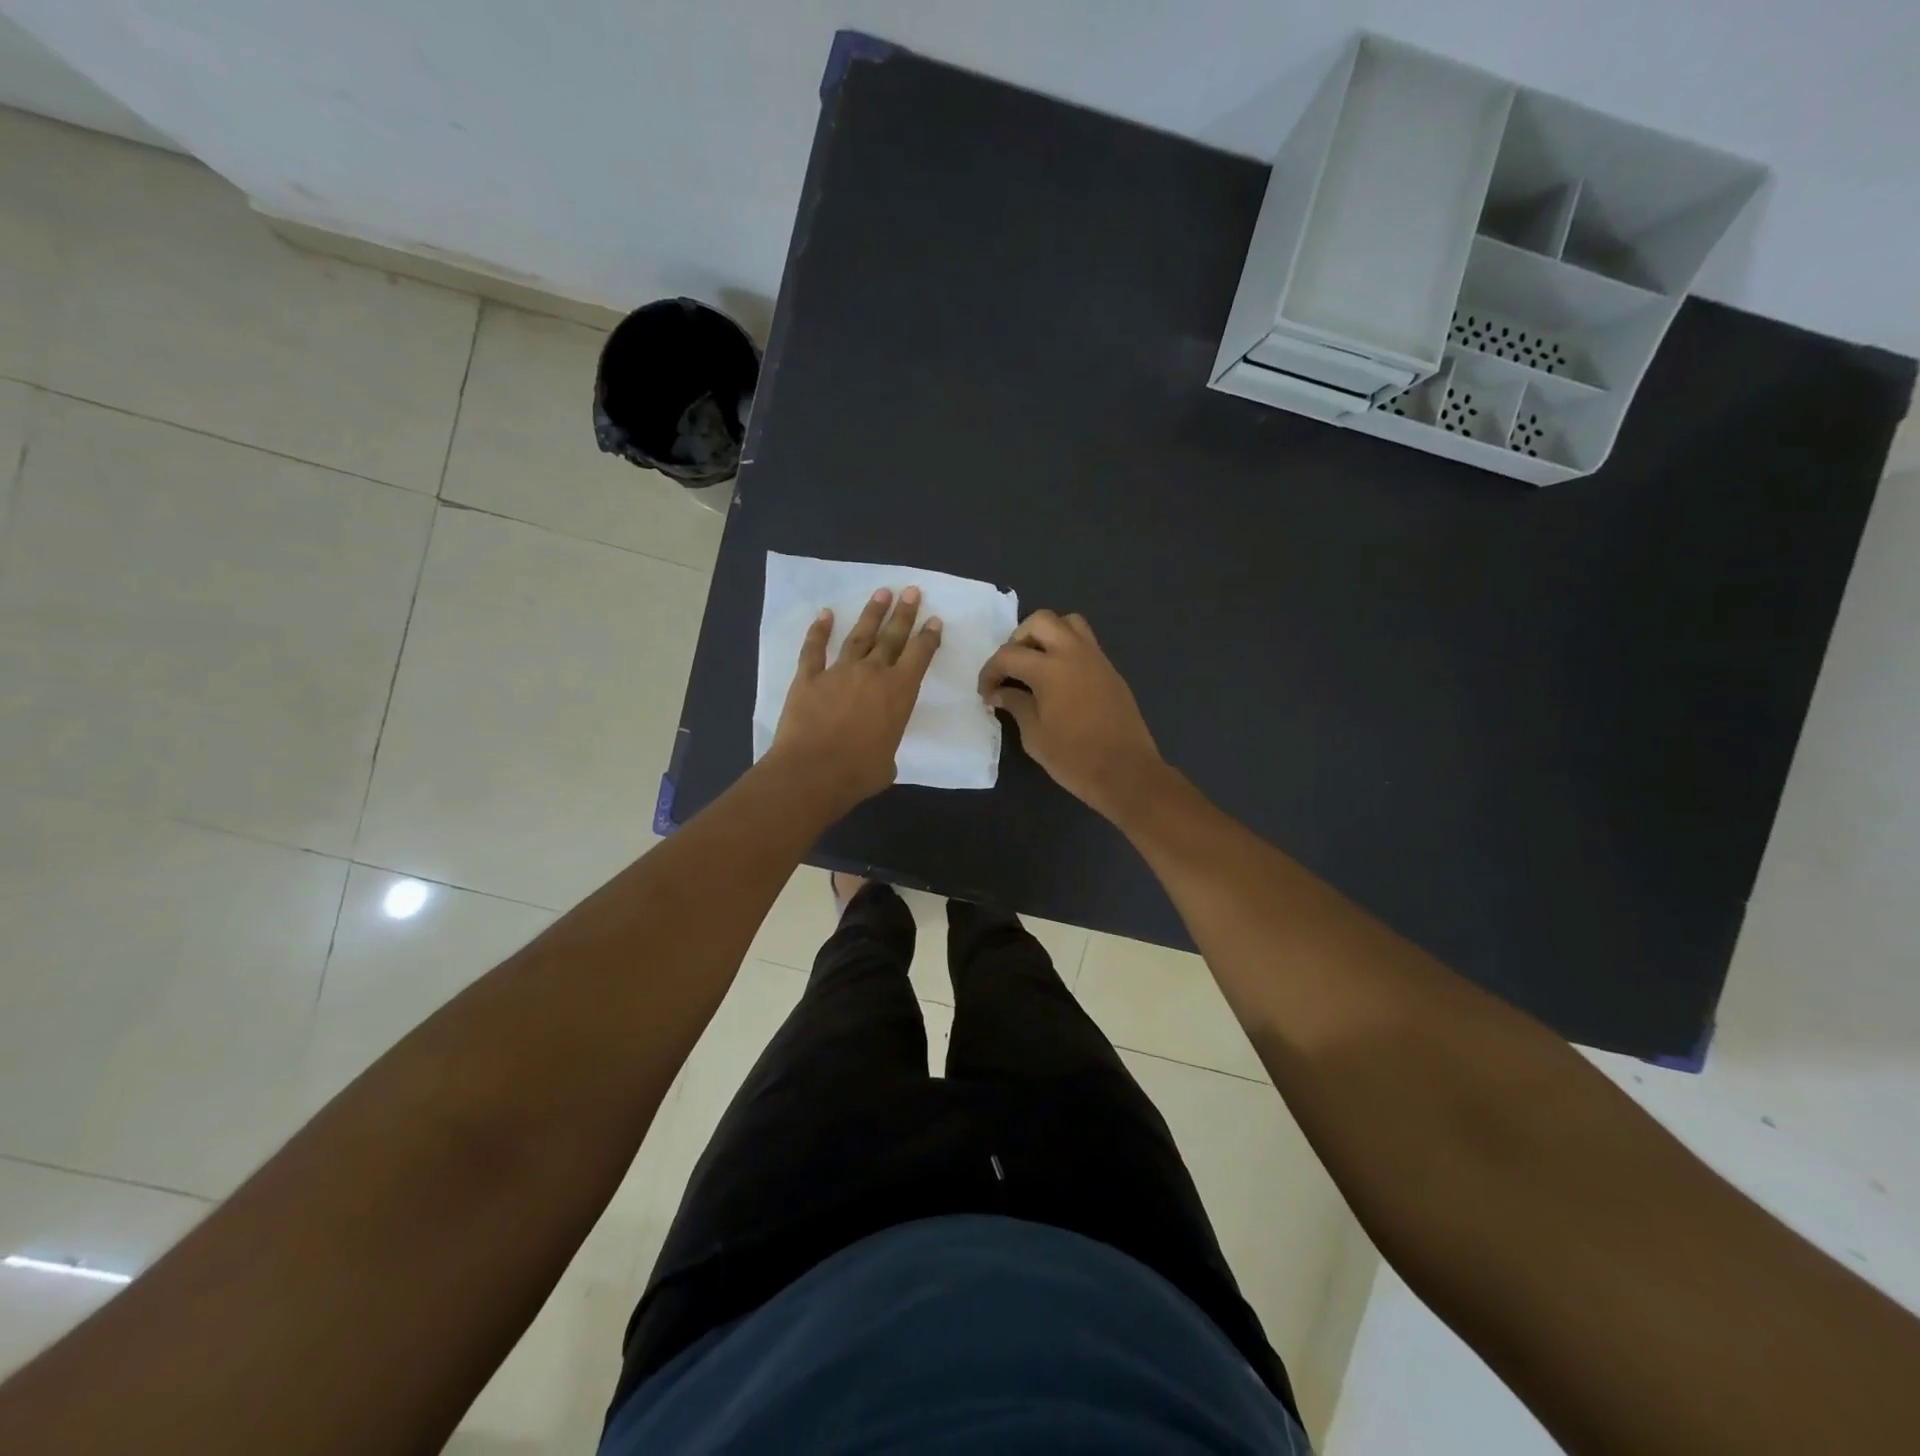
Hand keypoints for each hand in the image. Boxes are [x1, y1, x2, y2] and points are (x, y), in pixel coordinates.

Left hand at [770, 586, 941, 808]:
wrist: (813, 771)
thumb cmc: (858, 773)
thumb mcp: (887, 762)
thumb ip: (885, 745)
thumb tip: (876, 749)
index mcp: (898, 692)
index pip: (919, 655)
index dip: (928, 636)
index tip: (934, 619)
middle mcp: (872, 673)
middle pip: (891, 637)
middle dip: (903, 614)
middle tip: (911, 591)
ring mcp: (838, 672)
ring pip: (858, 636)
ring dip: (871, 614)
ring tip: (881, 594)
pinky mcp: (808, 678)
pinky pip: (814, 649)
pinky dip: (819, 631)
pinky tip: (825, 614)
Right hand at [978, 610, 1164, 820]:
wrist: (1127, 773)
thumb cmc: (1075, 759)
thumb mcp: (1035, 736)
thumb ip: (1016, 705)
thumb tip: (1000, 692)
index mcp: (1050, 670)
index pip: (1008, 655)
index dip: (990, 672)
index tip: (986, 692)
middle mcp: (1074, 653)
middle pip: (1040, 621)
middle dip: (1018, 639)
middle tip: (1012, 668)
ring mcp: (1096, 659)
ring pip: (1068, 623)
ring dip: (1047, 635)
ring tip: (1036, 664)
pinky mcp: (1110, 670)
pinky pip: (1085, 643)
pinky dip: (1066, 649)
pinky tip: (1059, 680)